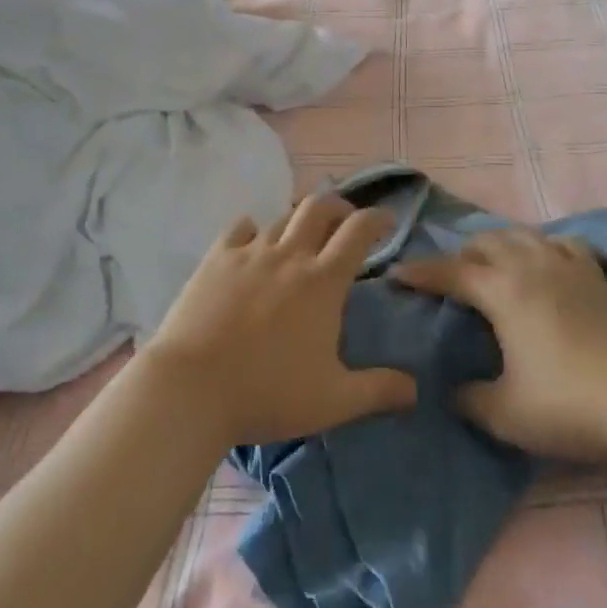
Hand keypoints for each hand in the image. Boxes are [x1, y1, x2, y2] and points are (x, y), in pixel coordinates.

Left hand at [138, 197, 416, 446]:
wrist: (191, 388)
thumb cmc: (267, 393)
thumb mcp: (332, 401)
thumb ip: (377, 391)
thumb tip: (415, 389)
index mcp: (323, 281)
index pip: (358, 231)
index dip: (377, 218)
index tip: (387, 219)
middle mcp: (290, 255)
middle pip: (319, 208)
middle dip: (338, 206)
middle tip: (345, 220)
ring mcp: (250, 253)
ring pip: (281, 218)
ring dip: (298, 221)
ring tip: (301, 236)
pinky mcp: (216, 259)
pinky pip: (240, 228)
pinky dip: (253, 228)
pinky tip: (253, 240)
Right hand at [393, 229, 606, 459]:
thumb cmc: (571, 404)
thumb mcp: (507, 414)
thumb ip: (470, 400)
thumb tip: (451, 391)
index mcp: (504, 290)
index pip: (451, 271)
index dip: (421, 272)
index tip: (397, 274)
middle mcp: (531, 265)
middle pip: (486, 242)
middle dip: (460, 254)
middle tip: (447, 276)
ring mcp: (568, 265)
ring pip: (523, 234)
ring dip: (498, 243)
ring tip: (490, 262)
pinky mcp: (597, 274)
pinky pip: (562, 243)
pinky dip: (543, 245)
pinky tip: (546, 261)